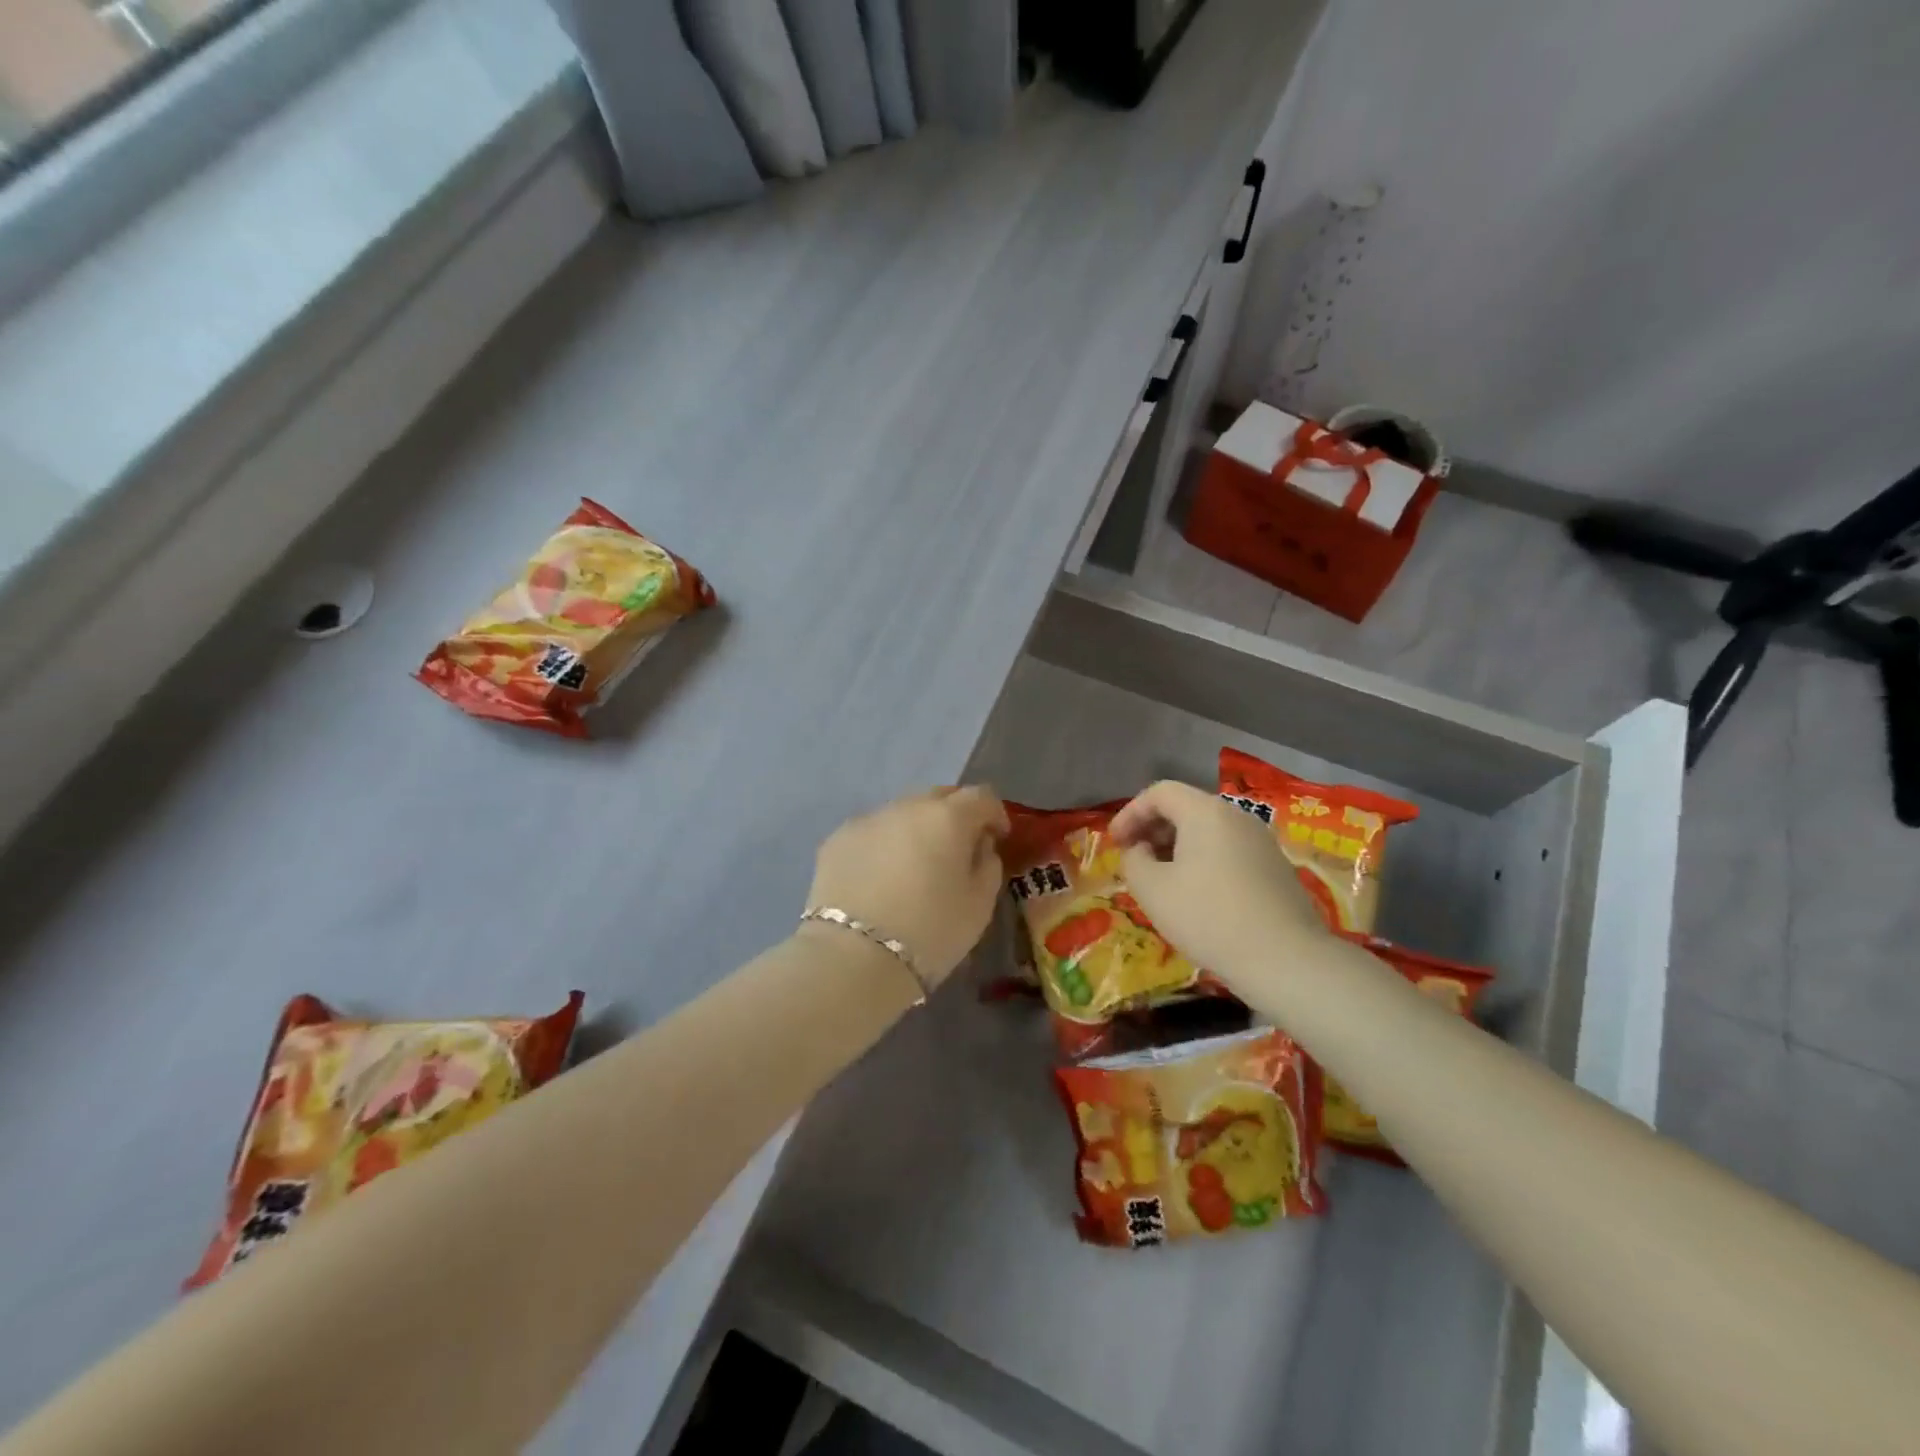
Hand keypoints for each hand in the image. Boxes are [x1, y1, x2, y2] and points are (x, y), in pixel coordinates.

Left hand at [805, 786, 1010, 991]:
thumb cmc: (930, 932)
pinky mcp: (837, 839)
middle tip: (957, 850)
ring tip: (914, 867)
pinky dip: (883, 846)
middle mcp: (907, 806)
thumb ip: (988, 864)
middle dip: (955, 817)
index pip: (981, 797)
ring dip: (916, 830)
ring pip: (903, 813)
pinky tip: (880, 879)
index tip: (997, 838)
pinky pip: (872, 833)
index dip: (995, 814)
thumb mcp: (979, 905)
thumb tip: (979, 845)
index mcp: (948, 817)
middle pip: (939, 797)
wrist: (853, 957)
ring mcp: (868, 819)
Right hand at [1110, 781, 1329, 983]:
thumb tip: (1140, 851)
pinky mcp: (1276, 869)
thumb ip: (1134, 861)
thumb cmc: (1208, 917)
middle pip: (1186, 808)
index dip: (1130, 813)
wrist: (1285, 960)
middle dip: (1153, 830)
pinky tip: (1197, 896)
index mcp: (1205, 812)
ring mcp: (1261, 843)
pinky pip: (1228, 852)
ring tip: (1162, 880)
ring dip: (1178, 848)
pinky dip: (1203, 862)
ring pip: (1208, 831)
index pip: (1160, 792)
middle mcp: (1237, 817)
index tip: (1115, 843)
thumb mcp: (1152, 890)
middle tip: (1135, 860)